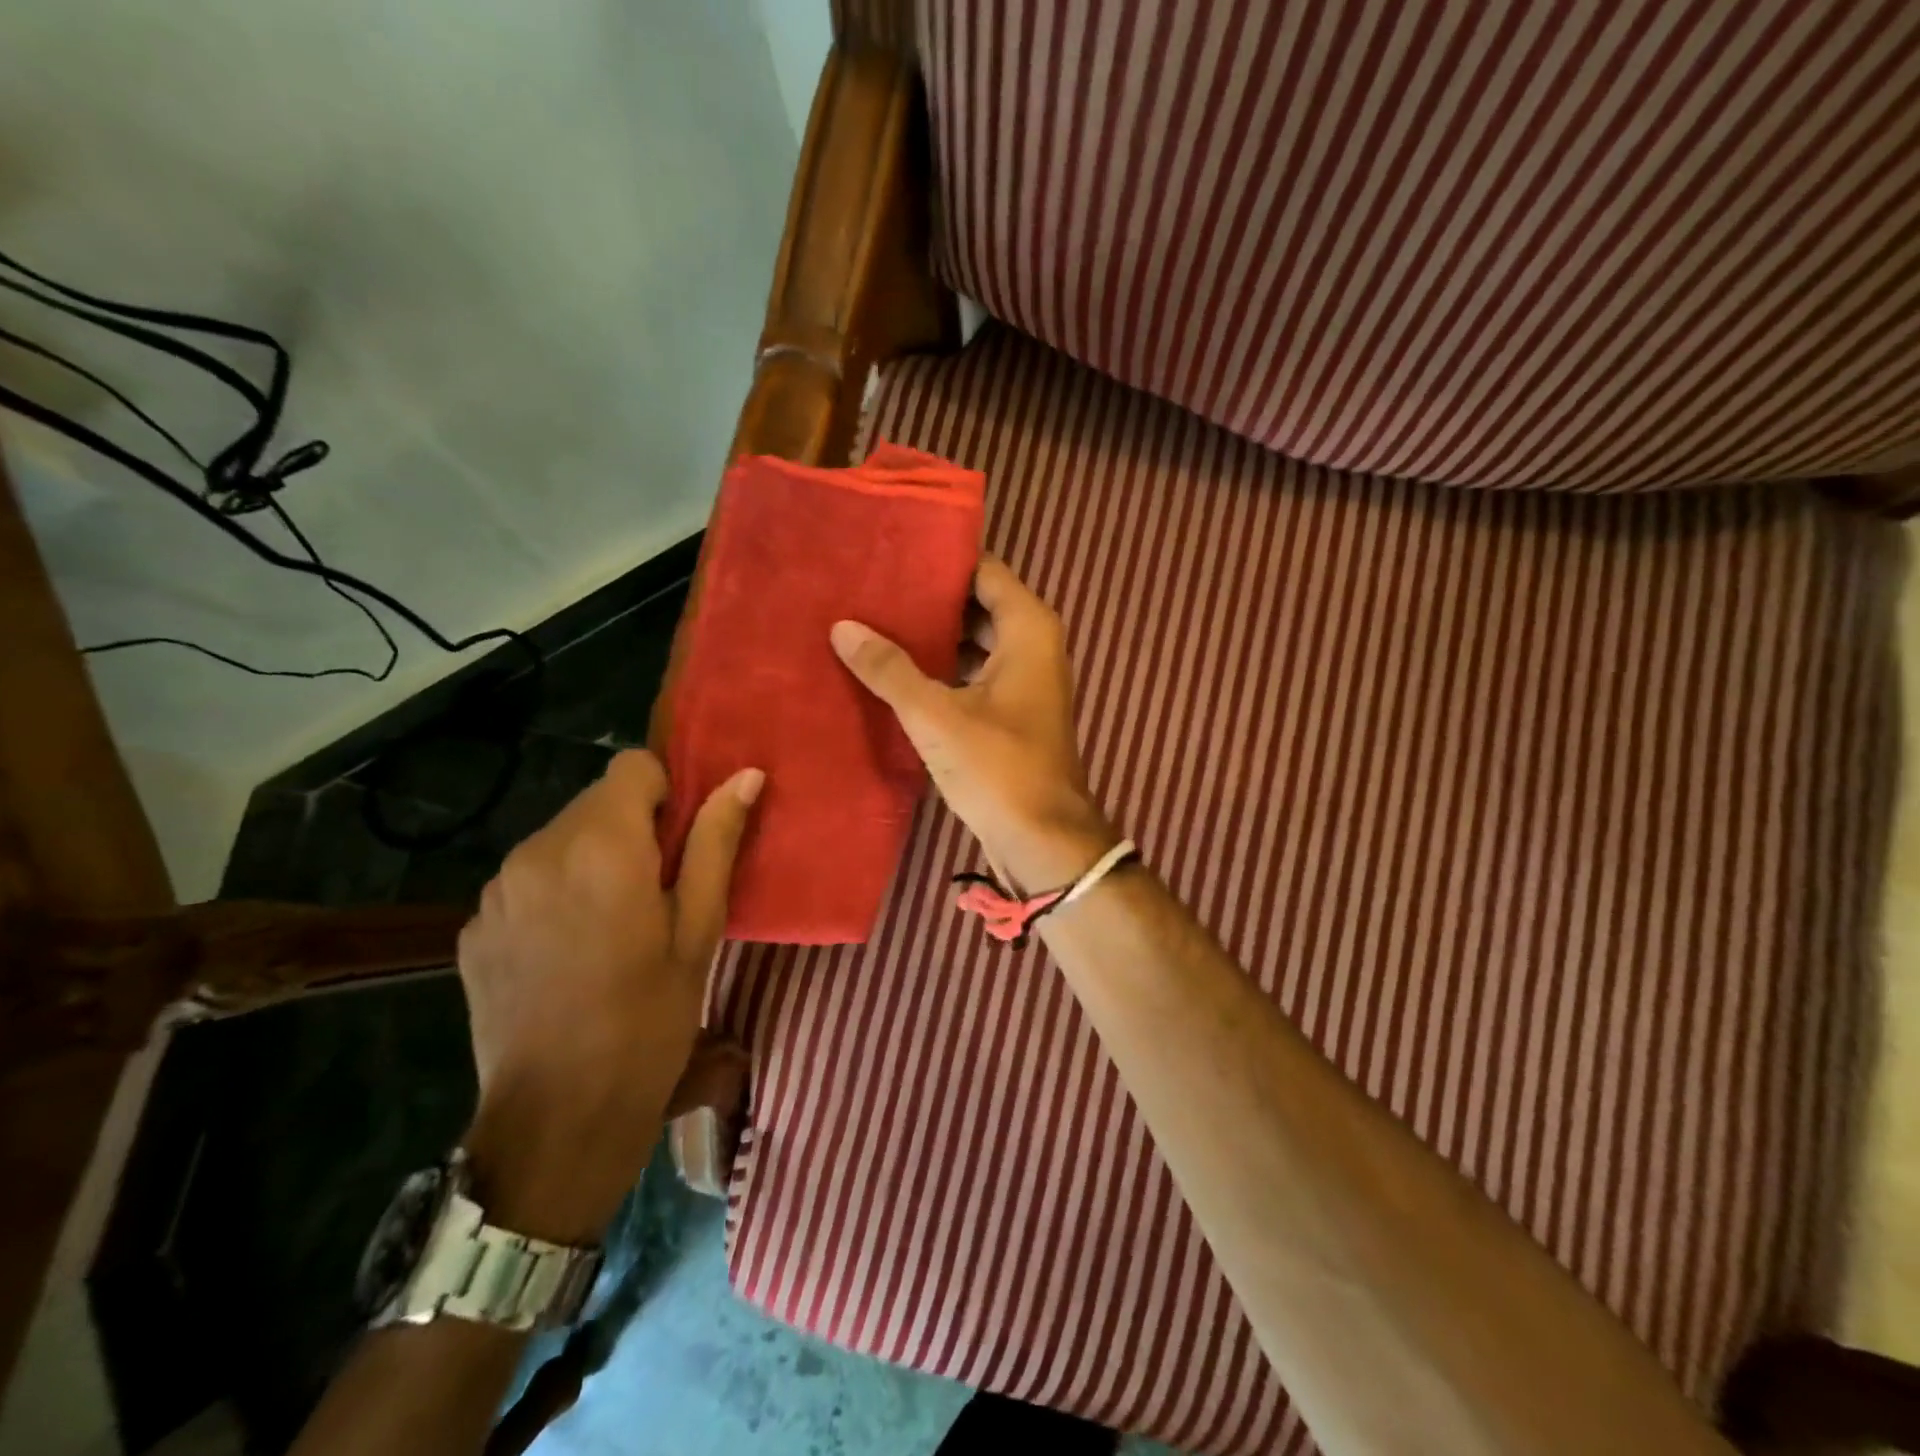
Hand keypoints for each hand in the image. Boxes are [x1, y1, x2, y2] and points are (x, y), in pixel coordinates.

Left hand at [456, 750, 761, 1243]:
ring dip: (594, 860)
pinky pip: (528, 879)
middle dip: (633, 829)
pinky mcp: (474, 925)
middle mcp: (538, 851)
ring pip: (561, 839)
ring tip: (617, 926)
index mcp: (601, 846)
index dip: (666, 791)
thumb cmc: (649, 1020)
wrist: (558, 1119)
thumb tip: (746, 776)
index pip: (632, 766)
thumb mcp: (699, 930)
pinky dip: (557, 893)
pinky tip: (572, 952)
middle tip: (662, 892)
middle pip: (596, 801)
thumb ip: (716, 842)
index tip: (683, 842)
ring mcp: (497, 889)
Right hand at [830, 556, 1116, 890]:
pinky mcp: (1011, 711)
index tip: (889, 552)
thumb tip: (843, 626)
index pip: (981, 570)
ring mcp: (1023, 680)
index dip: (938, 560)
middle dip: (928, 599)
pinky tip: (896, 670)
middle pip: (975, 604)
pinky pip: (972, 672)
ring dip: (932, 636)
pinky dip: (941, 668)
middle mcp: (1032, 644)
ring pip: (973, 640)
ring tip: (873, 622)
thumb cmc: (999, 768)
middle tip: (869, 588)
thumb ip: (890, 669)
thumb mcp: (937, 716)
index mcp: (1028, 628)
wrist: (1044, 840)